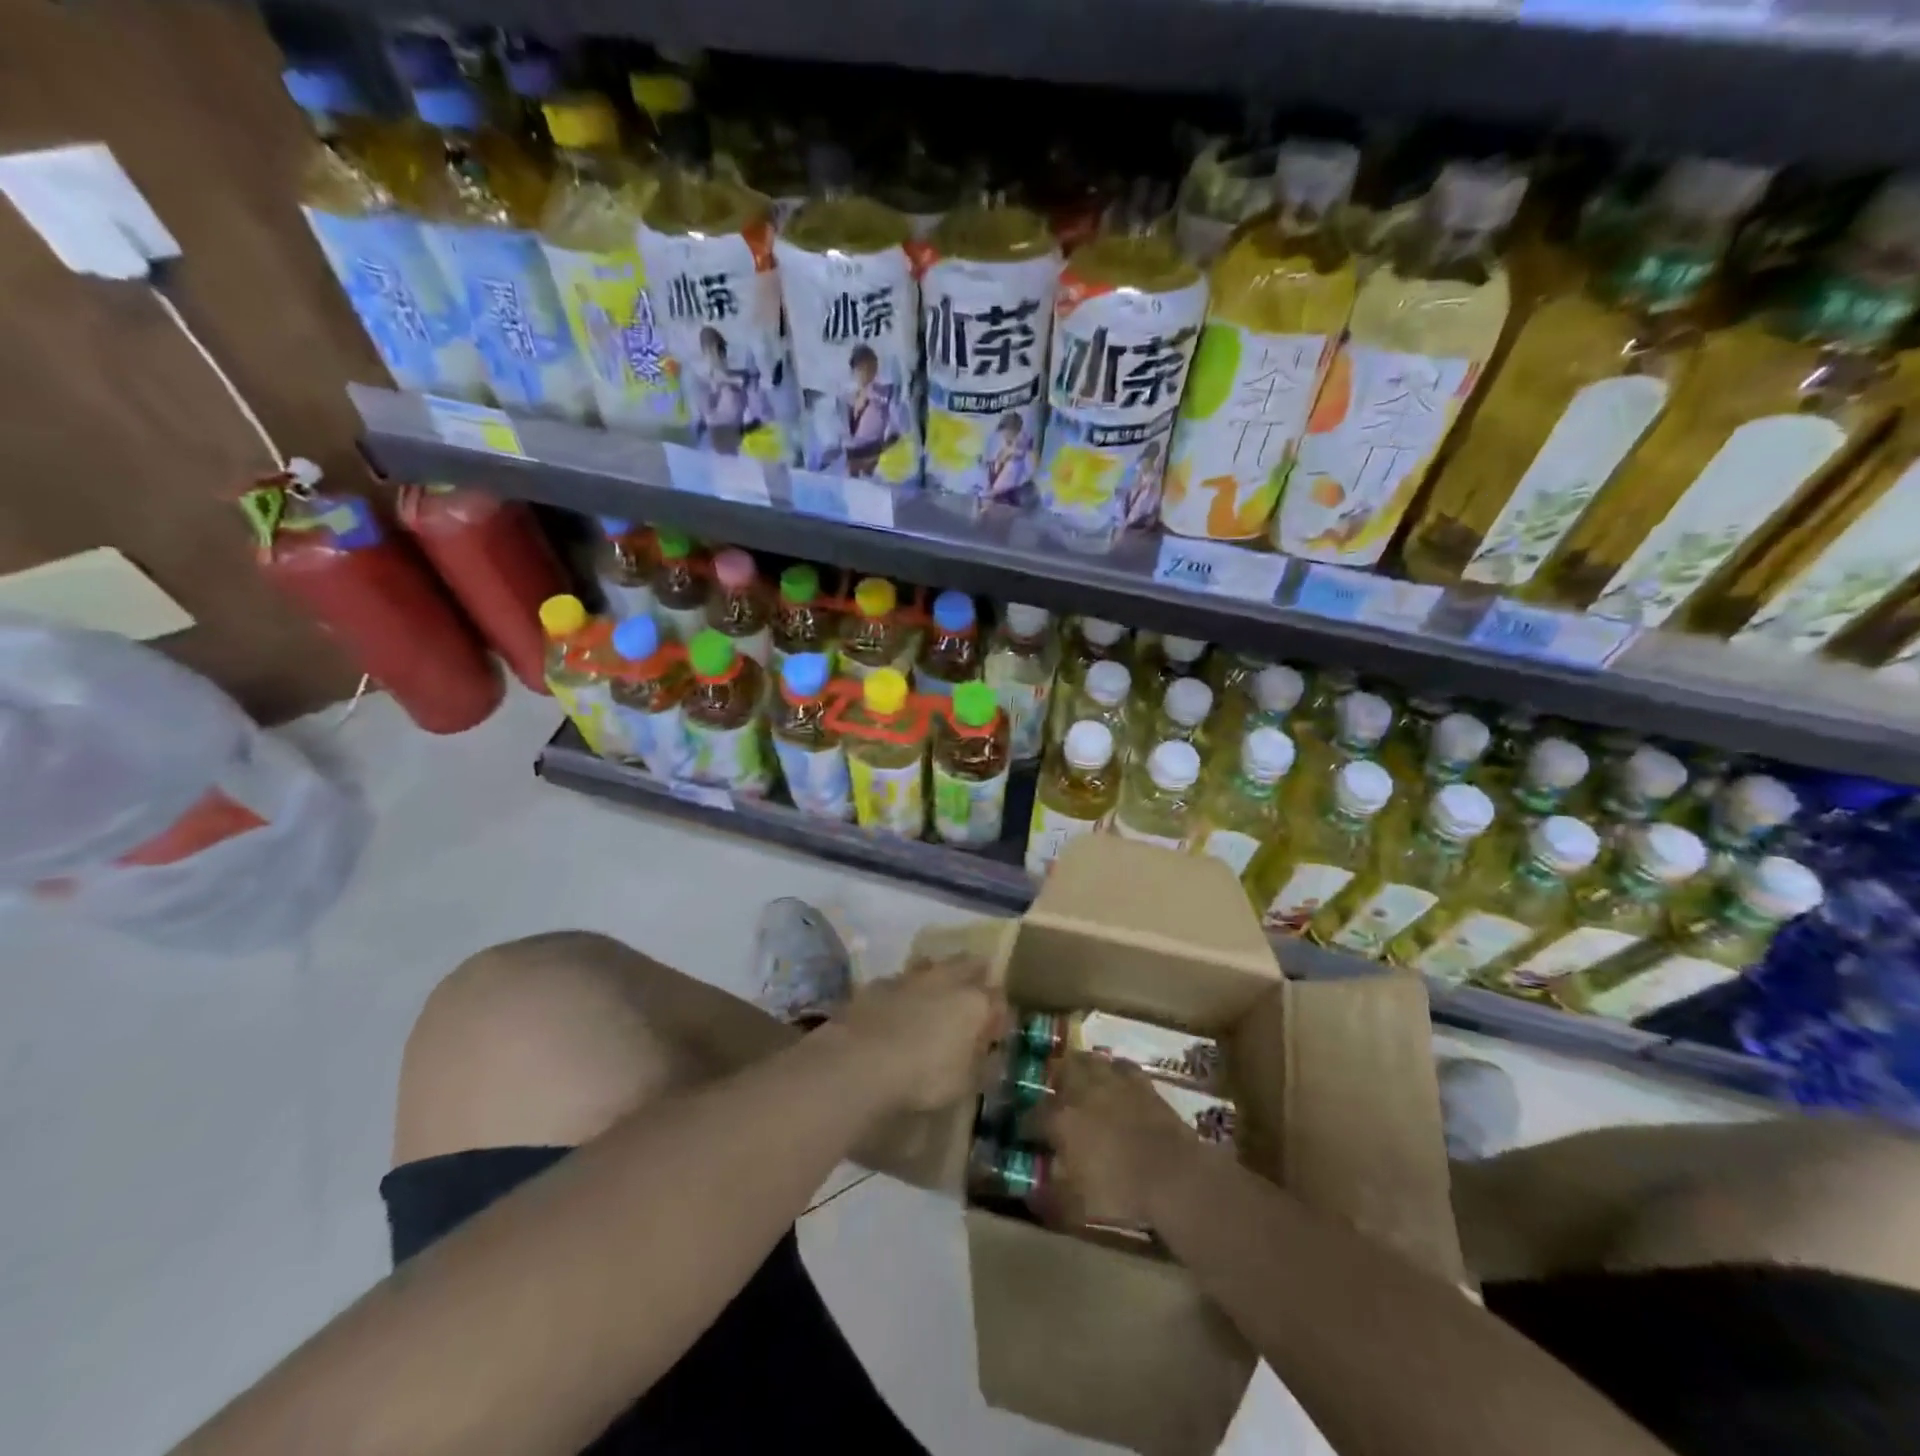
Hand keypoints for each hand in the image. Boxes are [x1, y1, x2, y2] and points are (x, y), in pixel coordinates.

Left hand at [835, 954, 1007, 1113]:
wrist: (860, 1061)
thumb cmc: (923, 1077)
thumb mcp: (964, 1083)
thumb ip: (983, 1063)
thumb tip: (992, 1052)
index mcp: (975, 1002)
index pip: (999, 999)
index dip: (1000, 1015)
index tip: (996, 1031)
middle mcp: (946, 979)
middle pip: (970, 965)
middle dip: (976, 976)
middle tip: (973, 996)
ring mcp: (911, 976)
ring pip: (934, 965)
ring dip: (939, 976)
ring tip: (936, 995)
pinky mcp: (879, 982)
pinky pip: (901, 979)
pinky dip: (906, 989)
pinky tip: (899, 1005)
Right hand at [1037, 1052, 1200, 1229]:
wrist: (1174, 1174)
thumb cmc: (1121, 1192)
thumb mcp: (1078, 1207)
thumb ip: (1051, 1198)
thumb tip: (1031, 1196)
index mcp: (1061, 1119)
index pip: (1032, 1117)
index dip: (1025, 1126)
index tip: (1024, 1135)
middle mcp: (1081, 1091)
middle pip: (1059, 1071)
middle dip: (1053, 1081)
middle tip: (1055, 1097)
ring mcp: (1112, 1081)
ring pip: (1088, 1060)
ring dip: (1081, 1068)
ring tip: (1081, 1081)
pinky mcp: (1140, 1082)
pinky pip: (1121, 1066)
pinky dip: (1114, 1071)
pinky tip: (1115, 1081)